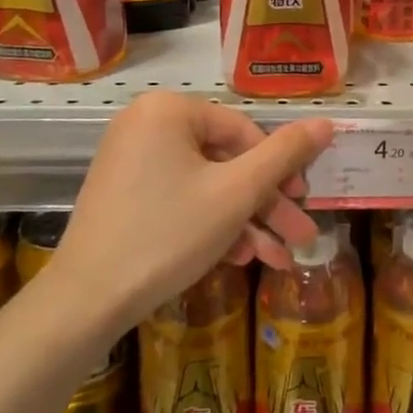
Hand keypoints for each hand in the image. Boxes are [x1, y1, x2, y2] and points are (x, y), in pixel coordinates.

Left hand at [49, 92, 333, 329]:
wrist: (85, 302)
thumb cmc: (168, 234)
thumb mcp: (237, 193)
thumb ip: (285, 154)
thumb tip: (327, 122)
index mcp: (169, 110)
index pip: (244, 131)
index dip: (281, 169)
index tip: (304, 203)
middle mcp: (146, 124)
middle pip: (226, 160)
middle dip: (266, 204)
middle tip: (300, 235)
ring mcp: (131, 160)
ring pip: (206, 185)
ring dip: (245, 221)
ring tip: (277, 259)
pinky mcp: (124, 193)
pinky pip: (180, 198)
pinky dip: (210, 224)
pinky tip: (238, 258)